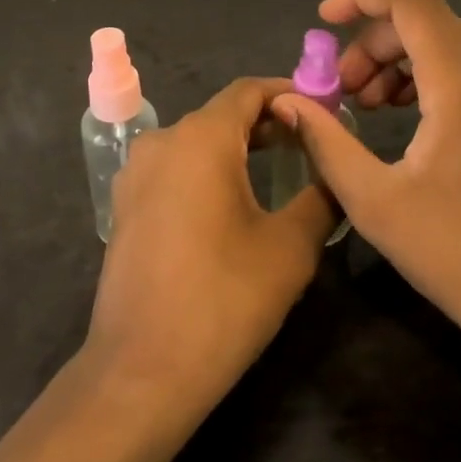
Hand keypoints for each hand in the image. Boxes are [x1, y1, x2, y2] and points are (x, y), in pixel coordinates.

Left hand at [84, 78, 334, 413]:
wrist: (142, 370)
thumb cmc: (223, 299)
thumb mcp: (290, 246)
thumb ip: (320, 195)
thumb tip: (335, 172)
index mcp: (200, 139)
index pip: (249, 91)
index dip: (290, 93)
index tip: (325, 109)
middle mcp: (162, 142)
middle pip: (222, 115)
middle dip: (268, 123)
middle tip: (312, 144)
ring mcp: (136, 174)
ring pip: (197, 142)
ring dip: (238, 148)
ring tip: (280, 171)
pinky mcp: (125, 206)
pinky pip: (175, 169)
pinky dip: (208, 171)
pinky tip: (234, 202)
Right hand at [273, 0, 460, 367]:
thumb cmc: (458, 255)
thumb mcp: (374, 201)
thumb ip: (326, 140)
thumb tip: (288, 99)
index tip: (322, 20)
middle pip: (422, 17)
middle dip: (369, 41)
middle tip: (339, 90)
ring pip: (442, 39)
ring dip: (393, 58)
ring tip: (363, 104)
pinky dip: (423, 73)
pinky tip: (400, 112)